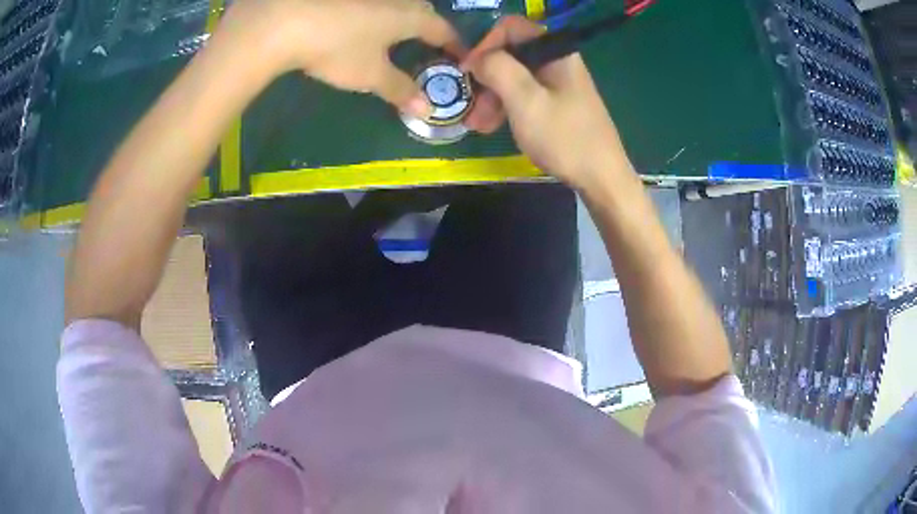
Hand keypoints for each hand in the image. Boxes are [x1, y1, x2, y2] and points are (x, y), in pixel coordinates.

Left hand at [221, 0, 462, 116]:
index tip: (459, 58)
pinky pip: (374, 4)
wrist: (288, 22)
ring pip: (397, 4)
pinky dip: (377, 14)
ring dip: (403, 17)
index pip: (442, 30)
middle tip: (428, 44)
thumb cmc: (338, 48)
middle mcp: (396, 0)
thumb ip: (400, 90)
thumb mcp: (371, 75)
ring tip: (397, 33)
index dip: (453, 44)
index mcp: (410, 17)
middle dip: (430, 27)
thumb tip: (426, 110)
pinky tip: (362, 23)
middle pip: (422, 10)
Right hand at [462, 16, 629, 189]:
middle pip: (511, 54)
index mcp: (555, 52)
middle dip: (486, 77)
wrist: (602, 179)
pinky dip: (506, 107)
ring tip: (476, 124)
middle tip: (470, 105)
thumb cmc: (565, 138)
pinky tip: (492, 127)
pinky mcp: (557, 103)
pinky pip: (524, 95)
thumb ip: (498, 69)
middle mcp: (556, 62)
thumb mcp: (526, 101)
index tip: (468, 71)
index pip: (511, 28)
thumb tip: (476, 57)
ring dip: (491, 97)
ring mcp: (557, 83)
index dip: (485, 44)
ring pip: (514, 77)